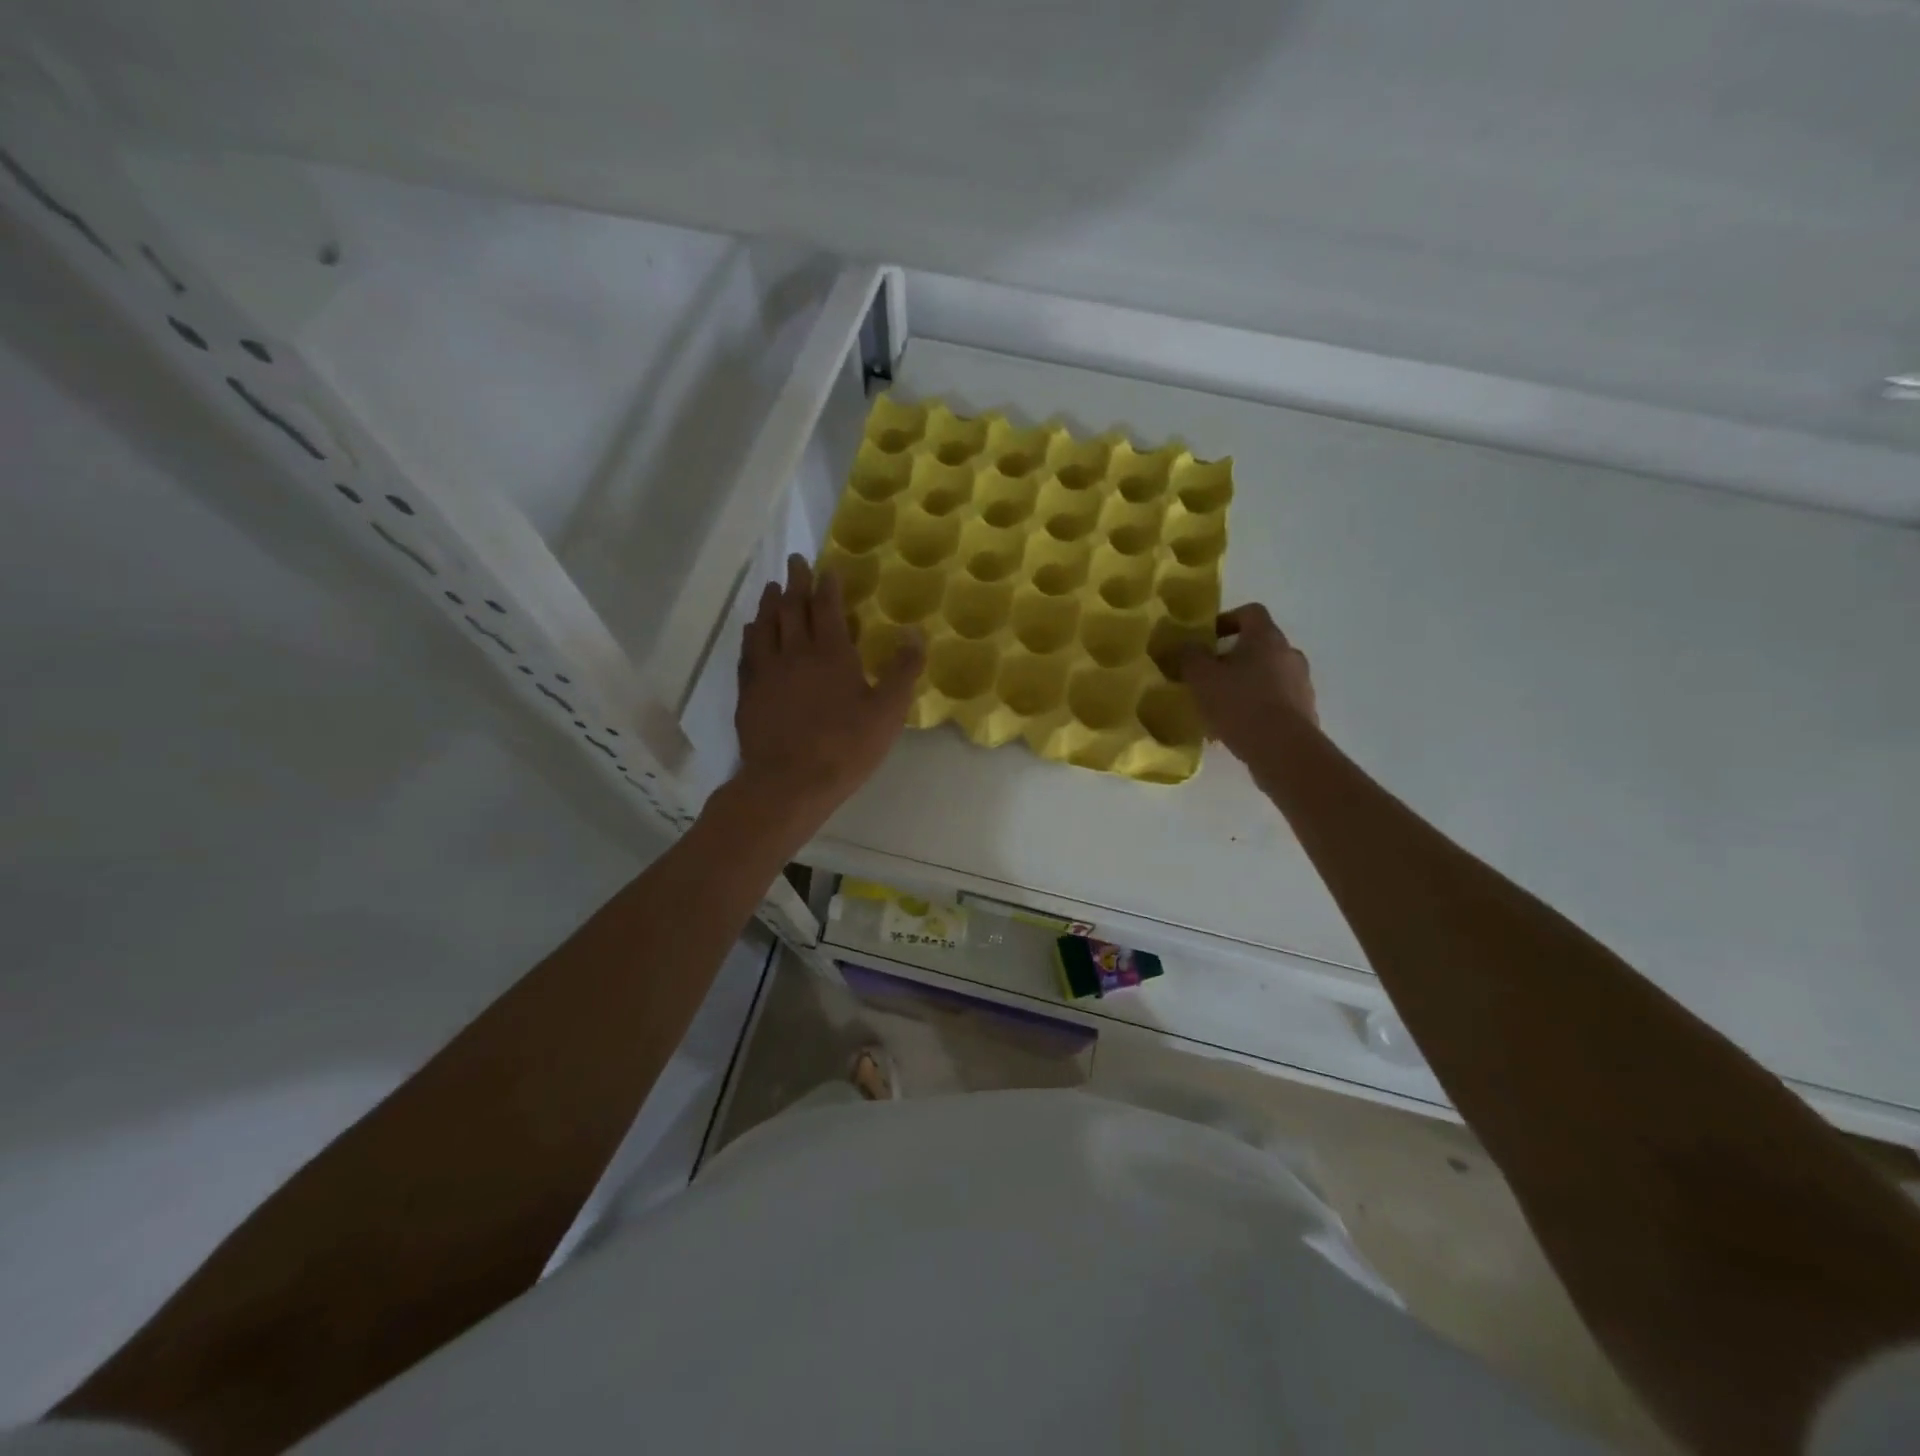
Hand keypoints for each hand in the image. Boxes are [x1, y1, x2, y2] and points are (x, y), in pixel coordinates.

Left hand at [734, 554, 922, 826]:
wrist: (789, 782)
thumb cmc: (845, 747)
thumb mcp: (887, 712)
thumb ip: (902, 671)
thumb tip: (915, 633)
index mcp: (831, 653)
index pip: (826, 608)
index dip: (827, 586)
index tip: (826, 567)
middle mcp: (795, 652)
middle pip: (792, 608)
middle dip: (796, 582)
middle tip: (794, 561)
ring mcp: (767, 671)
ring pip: (765, 625)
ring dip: (770, 603)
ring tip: (772, 589)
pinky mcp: (749, 692)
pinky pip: (747, 652)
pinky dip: (751, 634)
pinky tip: (752, 631)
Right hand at [1167, 603, 1317, 764]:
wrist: (1282, 748)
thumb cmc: (1239, 703)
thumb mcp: (1201, 678)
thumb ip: (1190, 656)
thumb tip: (1187, 645)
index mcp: (1266, 637)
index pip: (1251, 612)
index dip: (1227, 620)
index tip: (1208, 639)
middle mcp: (1289, 653)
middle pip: (1260, 645)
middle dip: (1234, 657)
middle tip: (1210, 676)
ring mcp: (1302, 683)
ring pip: (1268, 674)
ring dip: (1247, 683)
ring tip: (1222, 706)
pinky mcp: (1306, 710)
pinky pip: (1277, 700)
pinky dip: (1259, 706)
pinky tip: (1239, 726)